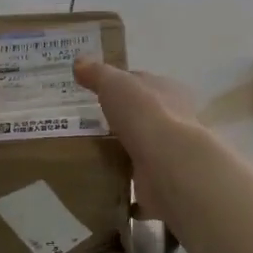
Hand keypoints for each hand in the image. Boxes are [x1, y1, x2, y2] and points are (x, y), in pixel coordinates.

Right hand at [73, 61, 196, 220]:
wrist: (169, 164)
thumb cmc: (145, 114)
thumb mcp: (115, 83)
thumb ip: (98, 74)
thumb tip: (79, 61)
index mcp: (167, 91)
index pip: (142, 83)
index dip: (121, 85)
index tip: (95, 93)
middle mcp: (174, 121)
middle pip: (143, 118)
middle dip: (120, 122)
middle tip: (87, 127)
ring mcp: (169, 155)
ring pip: (142, 152)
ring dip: (123, 155)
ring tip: (90, 158)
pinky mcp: (162, 185)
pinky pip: (140, 187)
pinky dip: (127, 190)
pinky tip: (105, 190)